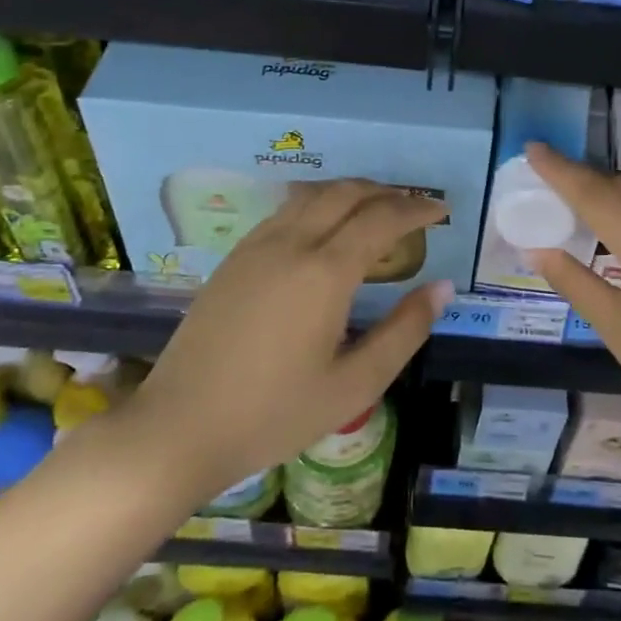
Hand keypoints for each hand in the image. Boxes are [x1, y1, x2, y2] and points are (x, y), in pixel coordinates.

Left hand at [129, 180, 451, 503]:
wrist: (178, 427)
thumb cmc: (273, 413)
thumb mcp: (354, 384)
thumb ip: (404, 331)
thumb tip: (442, 288)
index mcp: (325, 272)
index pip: (382, 218)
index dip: (417, 208)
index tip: (442, 210)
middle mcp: (292, 244)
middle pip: (347, 193)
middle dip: (387, 192)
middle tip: (414, 207)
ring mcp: (257, 246)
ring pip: (313, 195)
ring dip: (351, 192)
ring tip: (375, 210)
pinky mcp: (234, 258)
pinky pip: (286, 210)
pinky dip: (318, 204)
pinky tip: (325, 228)